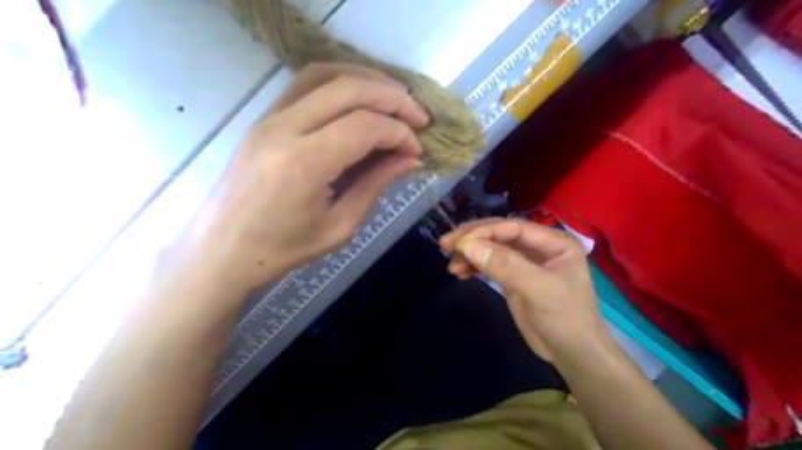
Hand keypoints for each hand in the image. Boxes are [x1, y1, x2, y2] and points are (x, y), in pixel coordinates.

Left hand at [182, 63, 429, 292]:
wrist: (223, 249)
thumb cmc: (283, 249)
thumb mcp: (340, 226)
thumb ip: (376, 185)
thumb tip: (410, 159)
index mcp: (303, 164)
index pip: (364, 127)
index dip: (399, 133)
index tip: (418, 149)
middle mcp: (284, 128)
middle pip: (349, 89)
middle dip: (394, 98)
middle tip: (420, 117)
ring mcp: (269, 117)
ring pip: (326, 74)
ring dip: (368, 80)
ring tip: (396, 99)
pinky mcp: (264, 117)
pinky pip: (306, 83)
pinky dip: (341, 81)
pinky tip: (361, 97)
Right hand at [438, 218, 608, 361]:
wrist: (573, 354)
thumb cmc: (565, 318)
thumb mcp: (538, 289)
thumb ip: (505, 265)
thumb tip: (468, 245)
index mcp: (553, 241)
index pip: (511, 227)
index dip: (483, 231)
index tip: (458, 243)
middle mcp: (539, 246)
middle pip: (499, 234)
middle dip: (472, 239)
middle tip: (445, 245)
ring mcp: (526, 262)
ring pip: (492, 249)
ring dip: (470, 254)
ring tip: (452, 266)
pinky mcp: (515, 277)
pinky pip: (491, 264)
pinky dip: (475, 266)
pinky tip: (461, 273)